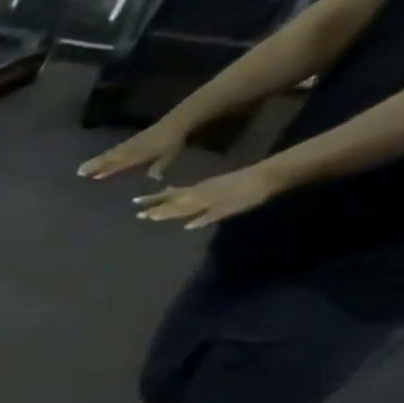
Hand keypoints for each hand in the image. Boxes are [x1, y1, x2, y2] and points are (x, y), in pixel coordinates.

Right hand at [78, 121, 187, 181]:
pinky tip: (102, 159)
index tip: (91, 176)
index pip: (118, 163)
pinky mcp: (130, 141)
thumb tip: (153, 179)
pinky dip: (106, 156)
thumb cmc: (172, 141)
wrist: (177, 121)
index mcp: (138, 154)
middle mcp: (130, 150)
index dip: (105, 169)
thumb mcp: (169, 155)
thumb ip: (159, 166)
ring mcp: (129, 145)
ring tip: (84, 167)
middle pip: (109, 158)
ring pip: (110, 154)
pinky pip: (115, 150)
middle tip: (79, 172)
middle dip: (95, 165)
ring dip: (97, 161)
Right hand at [134, 163, 280, 229]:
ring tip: (146, 197)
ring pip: (177, 192)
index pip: (174, 207)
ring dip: (160, 195)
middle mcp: (198, 192)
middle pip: (171, 198)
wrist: (268, 176)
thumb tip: (187, 226)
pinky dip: (175, 190)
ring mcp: (204, 186)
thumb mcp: (229, 209)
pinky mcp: (210, 183)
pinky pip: (186, 188)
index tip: (141, 216)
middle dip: (154, 202)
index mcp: (200, 200)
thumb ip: (207, 217)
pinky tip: (172, 191)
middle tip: (135, 204)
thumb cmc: (249, 196)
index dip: (159, 212)